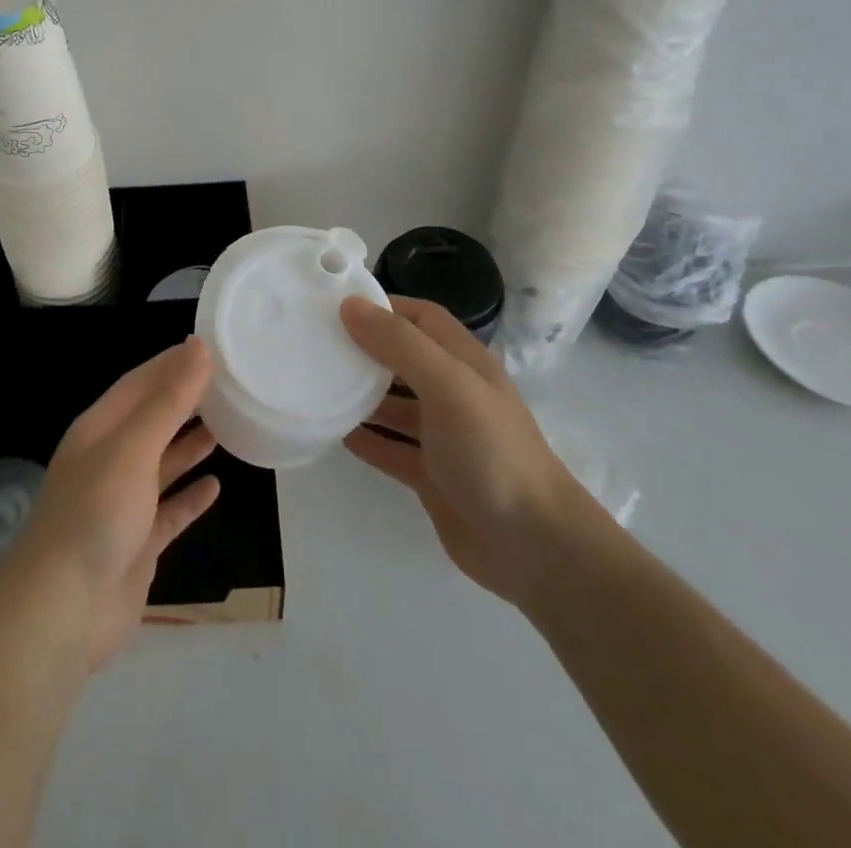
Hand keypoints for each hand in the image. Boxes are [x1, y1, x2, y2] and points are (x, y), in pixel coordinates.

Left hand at [0, 339, 221, 670]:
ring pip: (162, 463)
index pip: (140, 382)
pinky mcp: (138, 543)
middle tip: (230, 384)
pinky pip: (170, 511)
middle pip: (153, 419)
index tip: (212, 348)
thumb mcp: (133, 447)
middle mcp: (110, 459)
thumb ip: (168, 400)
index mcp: (100, 429)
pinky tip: (216, 486)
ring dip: (190, 444)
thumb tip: (199, 347)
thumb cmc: (95, 513)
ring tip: (228, 423)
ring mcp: (123, 503)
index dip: (173, 363)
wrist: (62, 611)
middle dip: (186, 400)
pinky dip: (191, 497)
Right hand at [342, 295, 583, 604]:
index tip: (337, 305)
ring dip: (360, 394)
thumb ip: (399, 344)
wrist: (533, 545)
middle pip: (403, 359)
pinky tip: (333, 432)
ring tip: (317, 384)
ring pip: (393, 404)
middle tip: (317, 343)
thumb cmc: (491, 450)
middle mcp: (453, 393)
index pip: (421, 318)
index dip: (384, 306)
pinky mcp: (431, 475)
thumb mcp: (447, 384)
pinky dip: (365, 438)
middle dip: (364, 348)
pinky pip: (390, 447)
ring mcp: (442, 436)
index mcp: (464, 363)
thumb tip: (351, 305)